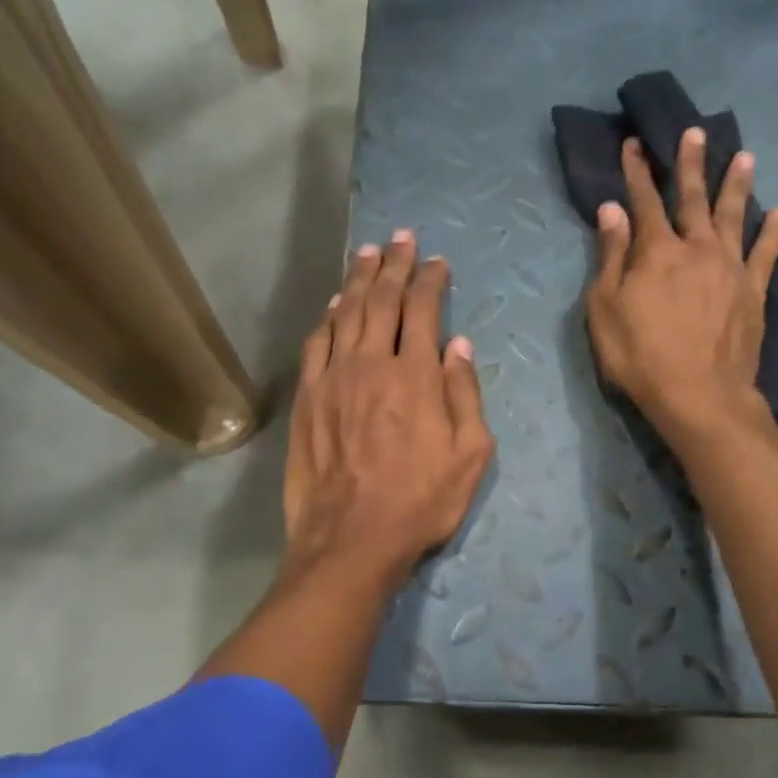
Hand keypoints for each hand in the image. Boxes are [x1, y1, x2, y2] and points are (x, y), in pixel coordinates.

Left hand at [284, 230, 494, 588]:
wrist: (351, 540)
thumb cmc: (420, 502)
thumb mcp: (470, 456)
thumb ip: (466, 394)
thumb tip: (459, 345)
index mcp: (416, 376)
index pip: (423, 310)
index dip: (430, 280)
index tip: (436, 261)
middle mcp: (372, 364)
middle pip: (381, 300)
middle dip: (393, 264)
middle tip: (400, 238)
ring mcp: (333, 378)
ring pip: (345, 313)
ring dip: (358, 279)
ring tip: (367, 253)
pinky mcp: (307, 398)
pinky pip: (316, 344)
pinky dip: (326, 318)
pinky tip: (332, 305)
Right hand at [585, 127, 777, 443]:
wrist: (699, 396)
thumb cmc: (640, 356)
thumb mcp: (605, 309)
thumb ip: (611, 257)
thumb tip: (611, 210)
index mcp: (656, 251)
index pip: (644, 201)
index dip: (637, 171)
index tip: (635, 143)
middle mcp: (697, 248)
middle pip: (693, 198)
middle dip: (691, 164)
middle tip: (696, 132)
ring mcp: (730, 268)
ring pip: (734, 216)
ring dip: (737, 184)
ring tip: (744, 156)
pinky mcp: (753, 292)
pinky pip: (766, 254)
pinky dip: (773, 232)